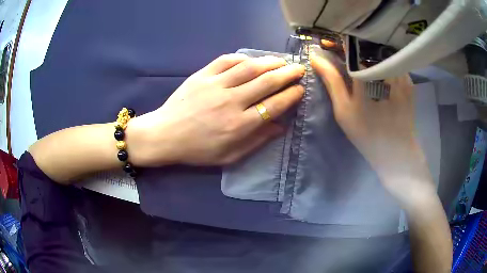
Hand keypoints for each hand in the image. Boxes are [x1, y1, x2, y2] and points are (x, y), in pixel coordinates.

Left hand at [127, 54, 304, 165]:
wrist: (165, 135)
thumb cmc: (198, 150)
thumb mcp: (229, 156)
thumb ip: (257, 141)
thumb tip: (281, 127)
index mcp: (240, 125)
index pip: (274, 105)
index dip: (291, 95)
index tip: (300, 89)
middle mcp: (231, 102)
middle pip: (267, 82)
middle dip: (288, 73)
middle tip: (299, 69)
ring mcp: (215, 85)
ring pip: (250, 67)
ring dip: (270, 62)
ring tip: (281, 61)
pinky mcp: (202, 75)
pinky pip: (227, 60)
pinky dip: (243, 57)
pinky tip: (252, 59)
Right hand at [311, 54, 434, 205]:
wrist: (397, 154)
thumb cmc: (368, 135)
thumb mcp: (344, 110)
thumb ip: (332, 81)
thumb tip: (316, 57)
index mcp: (368, 74)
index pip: (350, 45)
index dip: (337, 41)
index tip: (328, 42)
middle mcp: (386, 68)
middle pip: (366, 46)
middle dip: (352, 46)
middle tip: (341, 52)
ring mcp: (400, 74)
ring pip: (380, 53)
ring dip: (367, 53)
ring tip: (358, 61)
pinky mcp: (408, 82)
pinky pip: (392, 63)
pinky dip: (381, 62)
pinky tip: (375, 72)